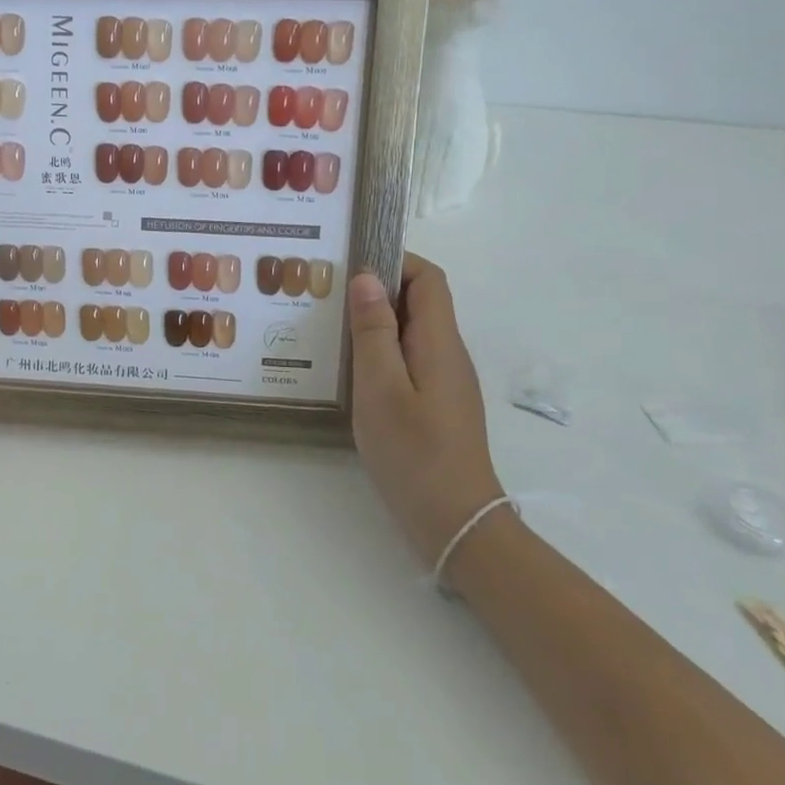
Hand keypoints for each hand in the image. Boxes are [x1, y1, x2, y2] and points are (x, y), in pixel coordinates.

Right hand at [348, 253, 504, 568]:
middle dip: (377, 288)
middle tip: (328, 293)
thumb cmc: (414, 453)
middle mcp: (448, 353)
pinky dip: (381, 350)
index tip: (351, 264)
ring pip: (412, 331)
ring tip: (330, 326)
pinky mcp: (437, 403)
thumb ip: (374, 331)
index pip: (428, 278)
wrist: (456, 524)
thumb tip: (366, 278)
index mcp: (439, 342)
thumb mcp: (380, 388)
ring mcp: (445, 380)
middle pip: (420, 301)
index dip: (395, 260)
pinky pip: (409, 358)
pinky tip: (350, 368)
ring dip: (376, 320)